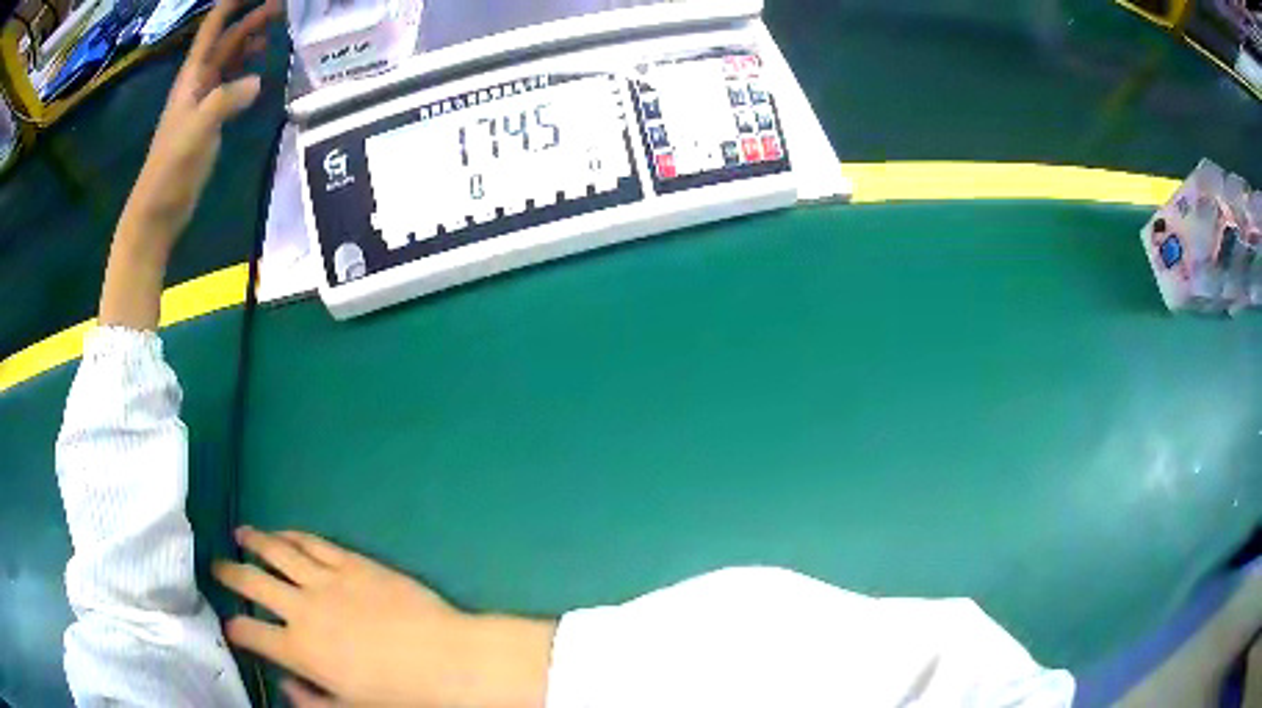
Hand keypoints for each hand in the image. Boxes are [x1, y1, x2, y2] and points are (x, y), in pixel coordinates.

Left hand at [117, 0, 278, 250]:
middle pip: (227, 38)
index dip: (232, 4)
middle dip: (252, 17)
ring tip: (277, 32)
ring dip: (250, 42)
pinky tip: (261, 71)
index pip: (213, 27)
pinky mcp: (210, 120)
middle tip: (284, 6)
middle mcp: (198, 81)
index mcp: (192, 76)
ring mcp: (204, 100)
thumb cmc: (170, 170)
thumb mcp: (196, 132)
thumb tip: (257, 81)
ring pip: (230, 59)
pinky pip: (231, 84)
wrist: (156, 212)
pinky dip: (247, 72)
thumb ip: (224, 101)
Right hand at [214, 528, 554, 707]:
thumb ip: (311, 701)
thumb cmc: (401, 696)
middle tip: (216, 565)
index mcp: (300, 649)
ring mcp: (327, 580)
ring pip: (278, 551)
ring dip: (255, 541)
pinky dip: (293, 535)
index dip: (234, 628)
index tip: (228, 624)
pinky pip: (314, 543)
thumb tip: (285, 686)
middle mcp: (303, 608)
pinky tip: (282, 532)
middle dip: (229, 573)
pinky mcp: (353, 563)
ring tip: (240, 534)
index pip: (250, 632)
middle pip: (252, 582)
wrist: (447, 660)